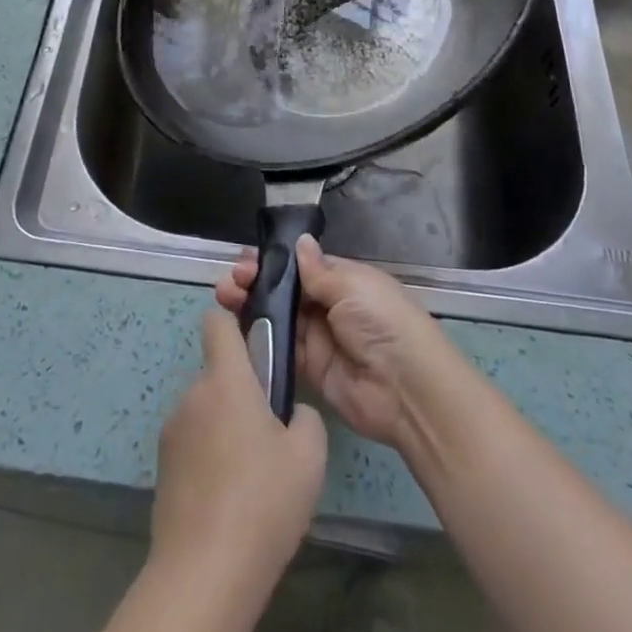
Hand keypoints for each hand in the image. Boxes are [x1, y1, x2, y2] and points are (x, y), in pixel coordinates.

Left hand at [149, 307, 327, 588]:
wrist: (204, 573)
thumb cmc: (263, 501)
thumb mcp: (309, 456)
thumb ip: (305, 417)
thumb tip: (291, 414)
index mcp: (226, 379)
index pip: (217, 321)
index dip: (235, 323)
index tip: (258, 348)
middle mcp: (193, 394)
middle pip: (218, 375)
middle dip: (242, 395)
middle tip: (271, 438)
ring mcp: (172, 431)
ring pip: (206, 413)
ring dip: (225, 429)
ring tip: (252, 480)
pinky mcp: (162, 468)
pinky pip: (193, 446)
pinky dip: (209, 459)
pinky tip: (230, 502)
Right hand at [216, 236, 453, 446]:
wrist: (406, 389)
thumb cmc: (382, 323)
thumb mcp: (351, 286)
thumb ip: (318, 270)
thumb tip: (299, 241)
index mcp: (343, 280)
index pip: (300, 265)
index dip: (273, 261)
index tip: (246, 258)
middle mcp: (328, 306)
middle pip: (285, 290)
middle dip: (256, 281)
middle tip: (231, 280)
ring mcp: (318, 338)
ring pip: (277, 317)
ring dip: (250, 305)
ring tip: (225, 296)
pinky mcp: (309, 369)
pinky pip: (279, 348)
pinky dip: (258, 337)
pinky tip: (234, 327)